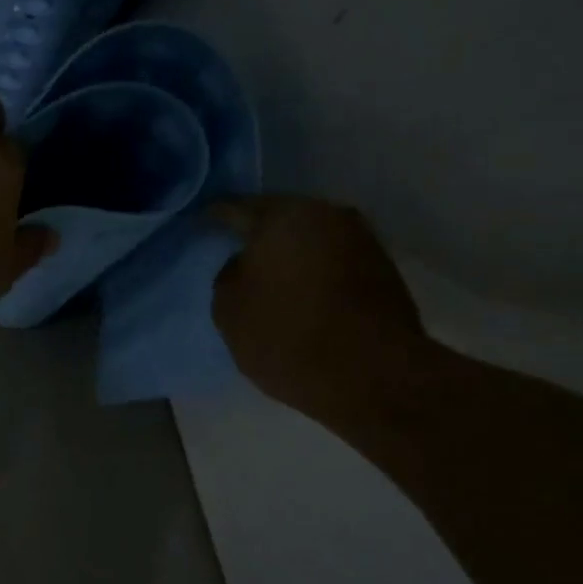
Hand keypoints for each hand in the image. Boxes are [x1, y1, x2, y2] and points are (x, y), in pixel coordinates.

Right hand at [210, 196, 431, 423]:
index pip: (235, 208)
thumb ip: (228, 276)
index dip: (213, 217)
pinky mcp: (383, 270)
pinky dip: (313, 272)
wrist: (373, 375)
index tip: (199, 226)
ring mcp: (362, 240)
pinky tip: (298, 293)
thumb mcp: (229, 311)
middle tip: (233, 252)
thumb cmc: (287, 336)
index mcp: (283, 216)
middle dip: (257, 235)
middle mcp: (327, 215)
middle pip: (280, 219)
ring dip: (289, 255)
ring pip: (310, 239)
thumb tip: (244, 265)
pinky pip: (333, 261)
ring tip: (267, 278)